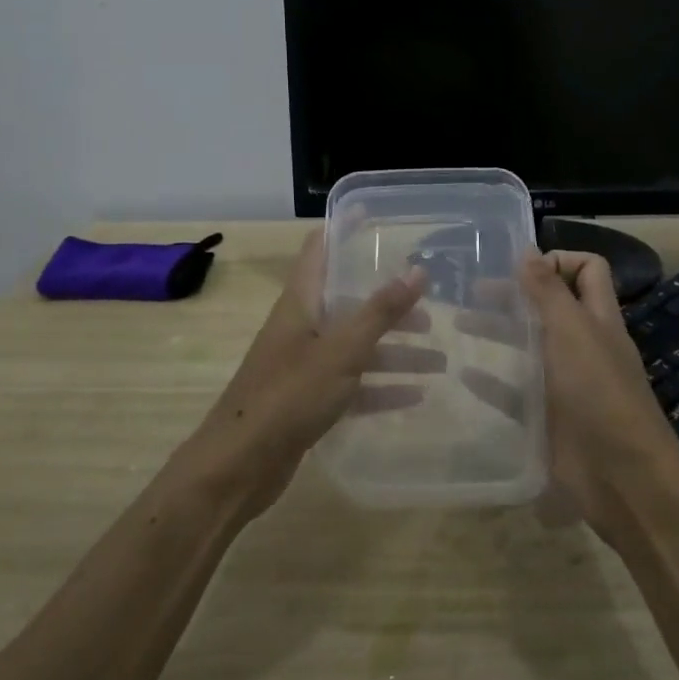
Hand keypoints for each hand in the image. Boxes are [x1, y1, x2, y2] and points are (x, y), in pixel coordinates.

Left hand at [187, 229, 431, 516]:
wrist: (239, 466)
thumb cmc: (288, 395)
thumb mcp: (341, 350)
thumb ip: (380, 311)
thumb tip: (418, 269)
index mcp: (301, 302)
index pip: (321, 248)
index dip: (345, 227)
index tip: (376, 213)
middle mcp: (301, 326)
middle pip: (349, 301)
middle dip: (389, 302)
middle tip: (431, 305)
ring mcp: (304, 364)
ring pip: (356, 346)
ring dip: (394, 351)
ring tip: (439, 359)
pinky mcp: (308, 399)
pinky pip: (352, 384)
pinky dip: (381, 387)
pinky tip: (415, 395)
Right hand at [463, 251, 678, 536]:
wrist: (622, 477)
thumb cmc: (599, 393)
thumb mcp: (573, 331)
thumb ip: (548, 291)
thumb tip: (528, 249)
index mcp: (597, 317)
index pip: (587, 269)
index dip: (558, 260)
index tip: (520, 268)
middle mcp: (583, 344)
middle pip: (548, 305)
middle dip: (514, 294)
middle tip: (472, 293)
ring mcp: (566, 382)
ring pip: (529, 345)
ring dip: (498, 331)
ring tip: (458, 325)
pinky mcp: (549, 416)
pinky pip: (515, 391)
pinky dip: (492, 380)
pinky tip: (464, 374)